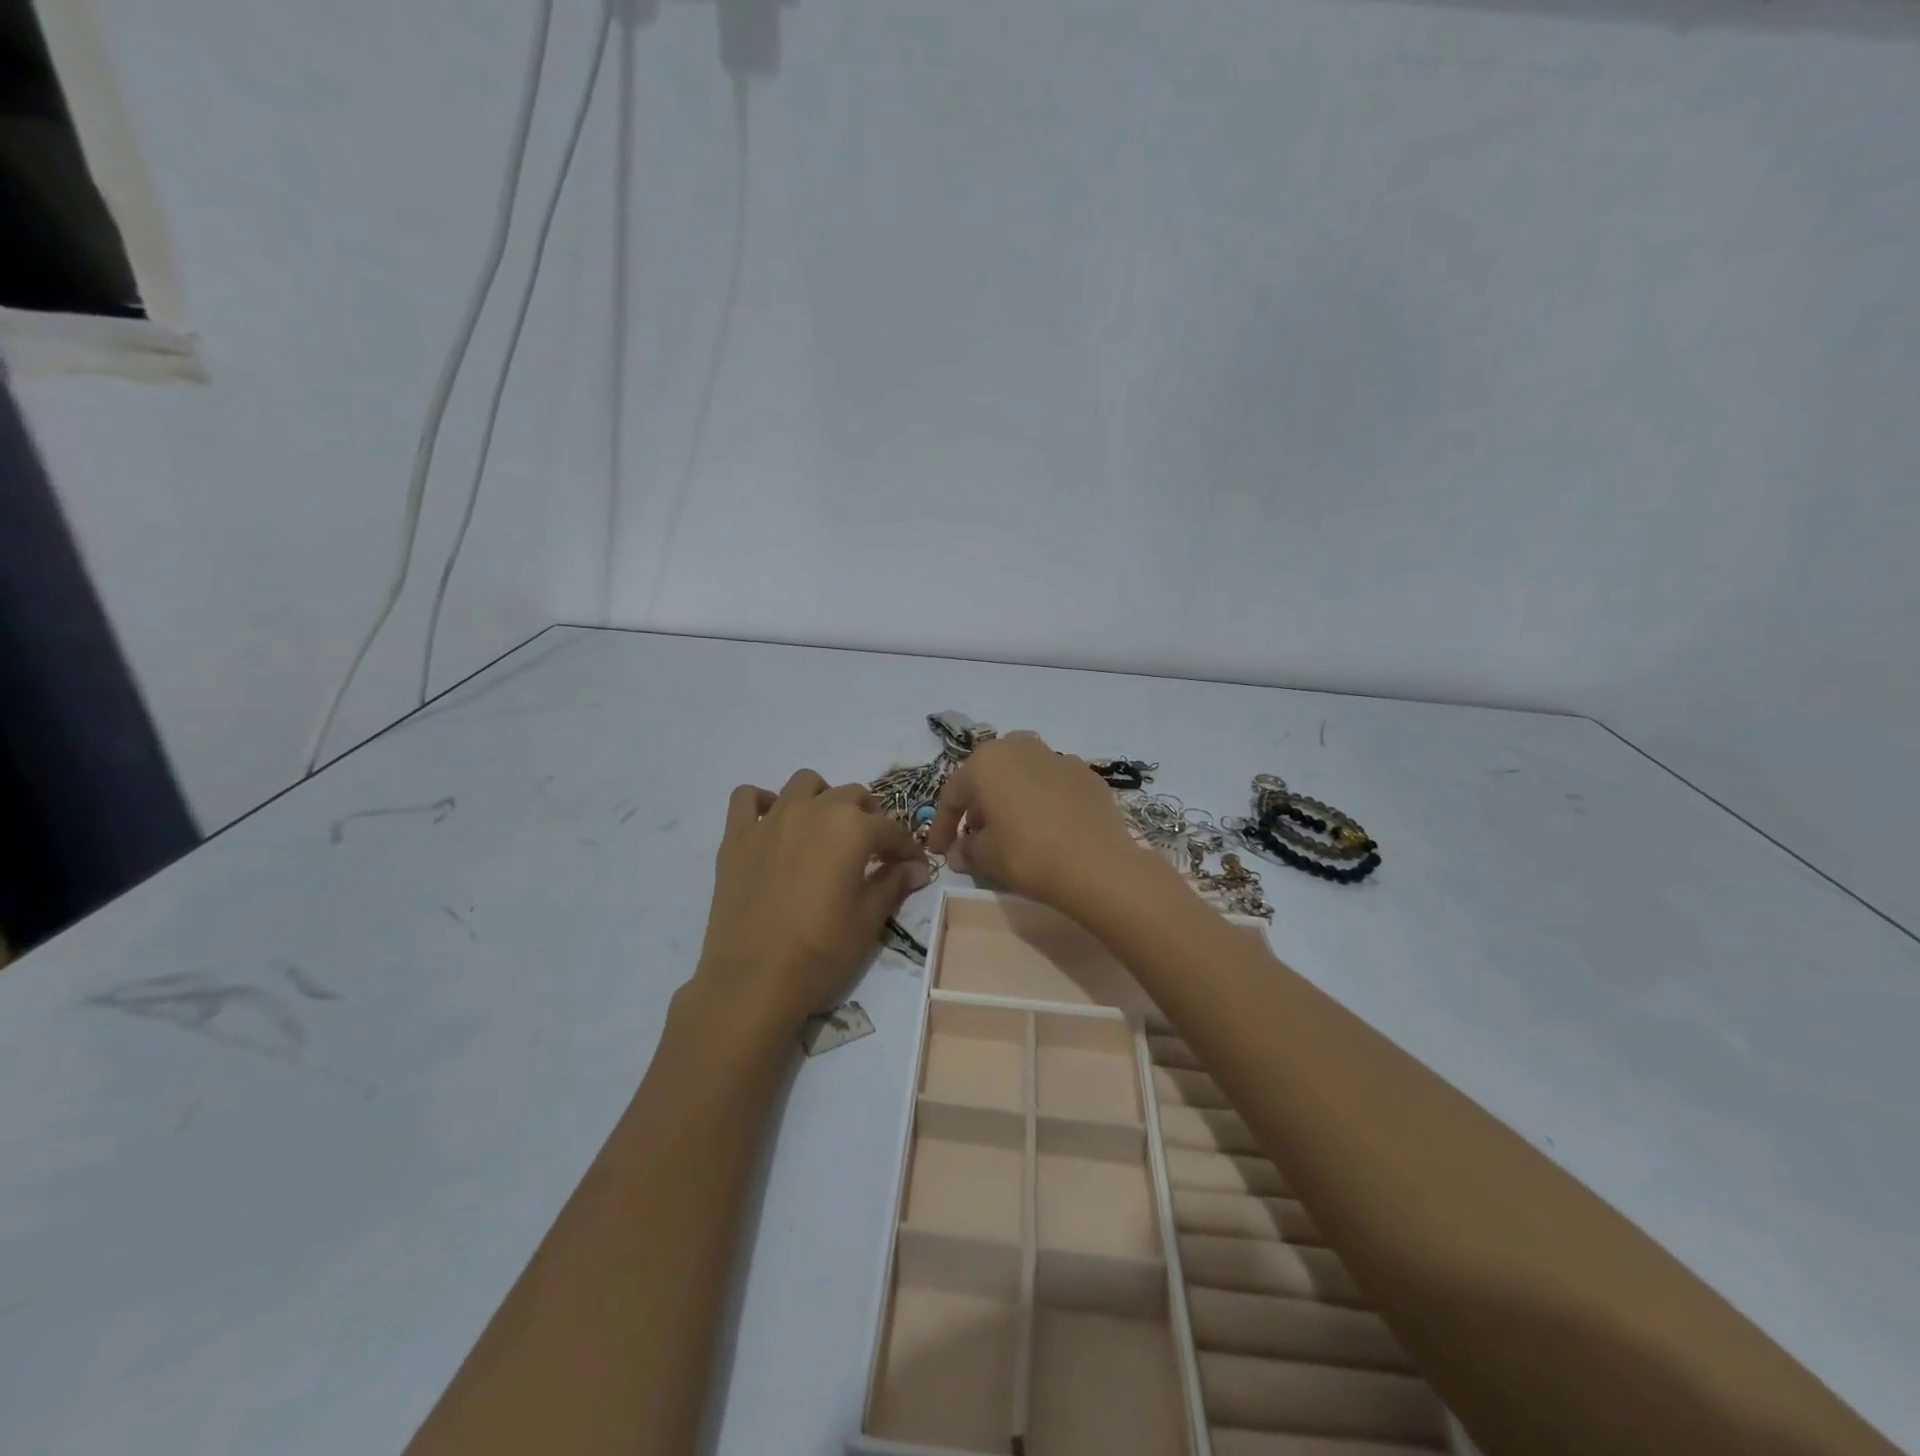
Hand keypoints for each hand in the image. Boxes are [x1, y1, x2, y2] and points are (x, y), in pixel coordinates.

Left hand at [690, 770, 930, 1040]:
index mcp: (852, 828)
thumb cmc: (821, 951)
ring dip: (822, 798)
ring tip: (824, 829)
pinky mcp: (737, 836)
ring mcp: (771, 819)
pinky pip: (747, 797)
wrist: (754, 979)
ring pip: (804, 783)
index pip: (891, 828)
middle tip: (870, 851)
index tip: (913, 866)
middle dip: (868, 818)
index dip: (906, 848)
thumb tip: (918, 868)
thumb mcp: (869, 919)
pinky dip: (763, 802)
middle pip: (851, 796)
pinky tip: (772, 825)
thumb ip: (894, 883)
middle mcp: (814, 810)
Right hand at [926, 733, 1163, 913]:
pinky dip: (1044, 802)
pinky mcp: (1088, 775)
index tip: (939, 851)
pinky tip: (1048, 828)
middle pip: (990, 776)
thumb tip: (960, 852)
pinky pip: (1054, 786)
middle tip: (975, 836)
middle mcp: (1021, 747)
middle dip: (979, 805)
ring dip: (1012, 799)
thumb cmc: (1027, 854)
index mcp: (987, 761)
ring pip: (1023, 776)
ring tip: (1012, 831)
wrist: (1097, 865)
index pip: (954, 793)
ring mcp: (1059, 757)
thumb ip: (967, 849)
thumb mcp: (986, 857)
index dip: (943, 825)